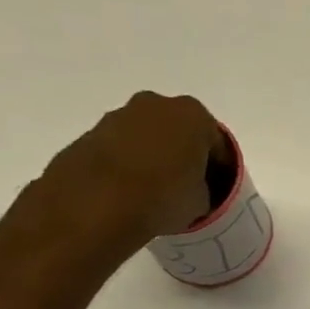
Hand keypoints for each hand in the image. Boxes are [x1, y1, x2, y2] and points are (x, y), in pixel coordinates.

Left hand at [37, 92, 227, 244]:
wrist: (96, 204)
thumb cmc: (164, 196)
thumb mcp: (203, 202)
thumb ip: (204, 189)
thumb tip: (193, 190)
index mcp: (194, 116)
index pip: (217, 145)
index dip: (219, 170)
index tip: (216, 190)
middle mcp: (156, 105)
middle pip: (180, 132)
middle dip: (184, 154)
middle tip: (186, 185)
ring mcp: (119, 116)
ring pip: (148, 137)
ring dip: (154, 157)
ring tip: (155, 190)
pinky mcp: (90, 133)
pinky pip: (121, 148)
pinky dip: (128, 164)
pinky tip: (130, 191)